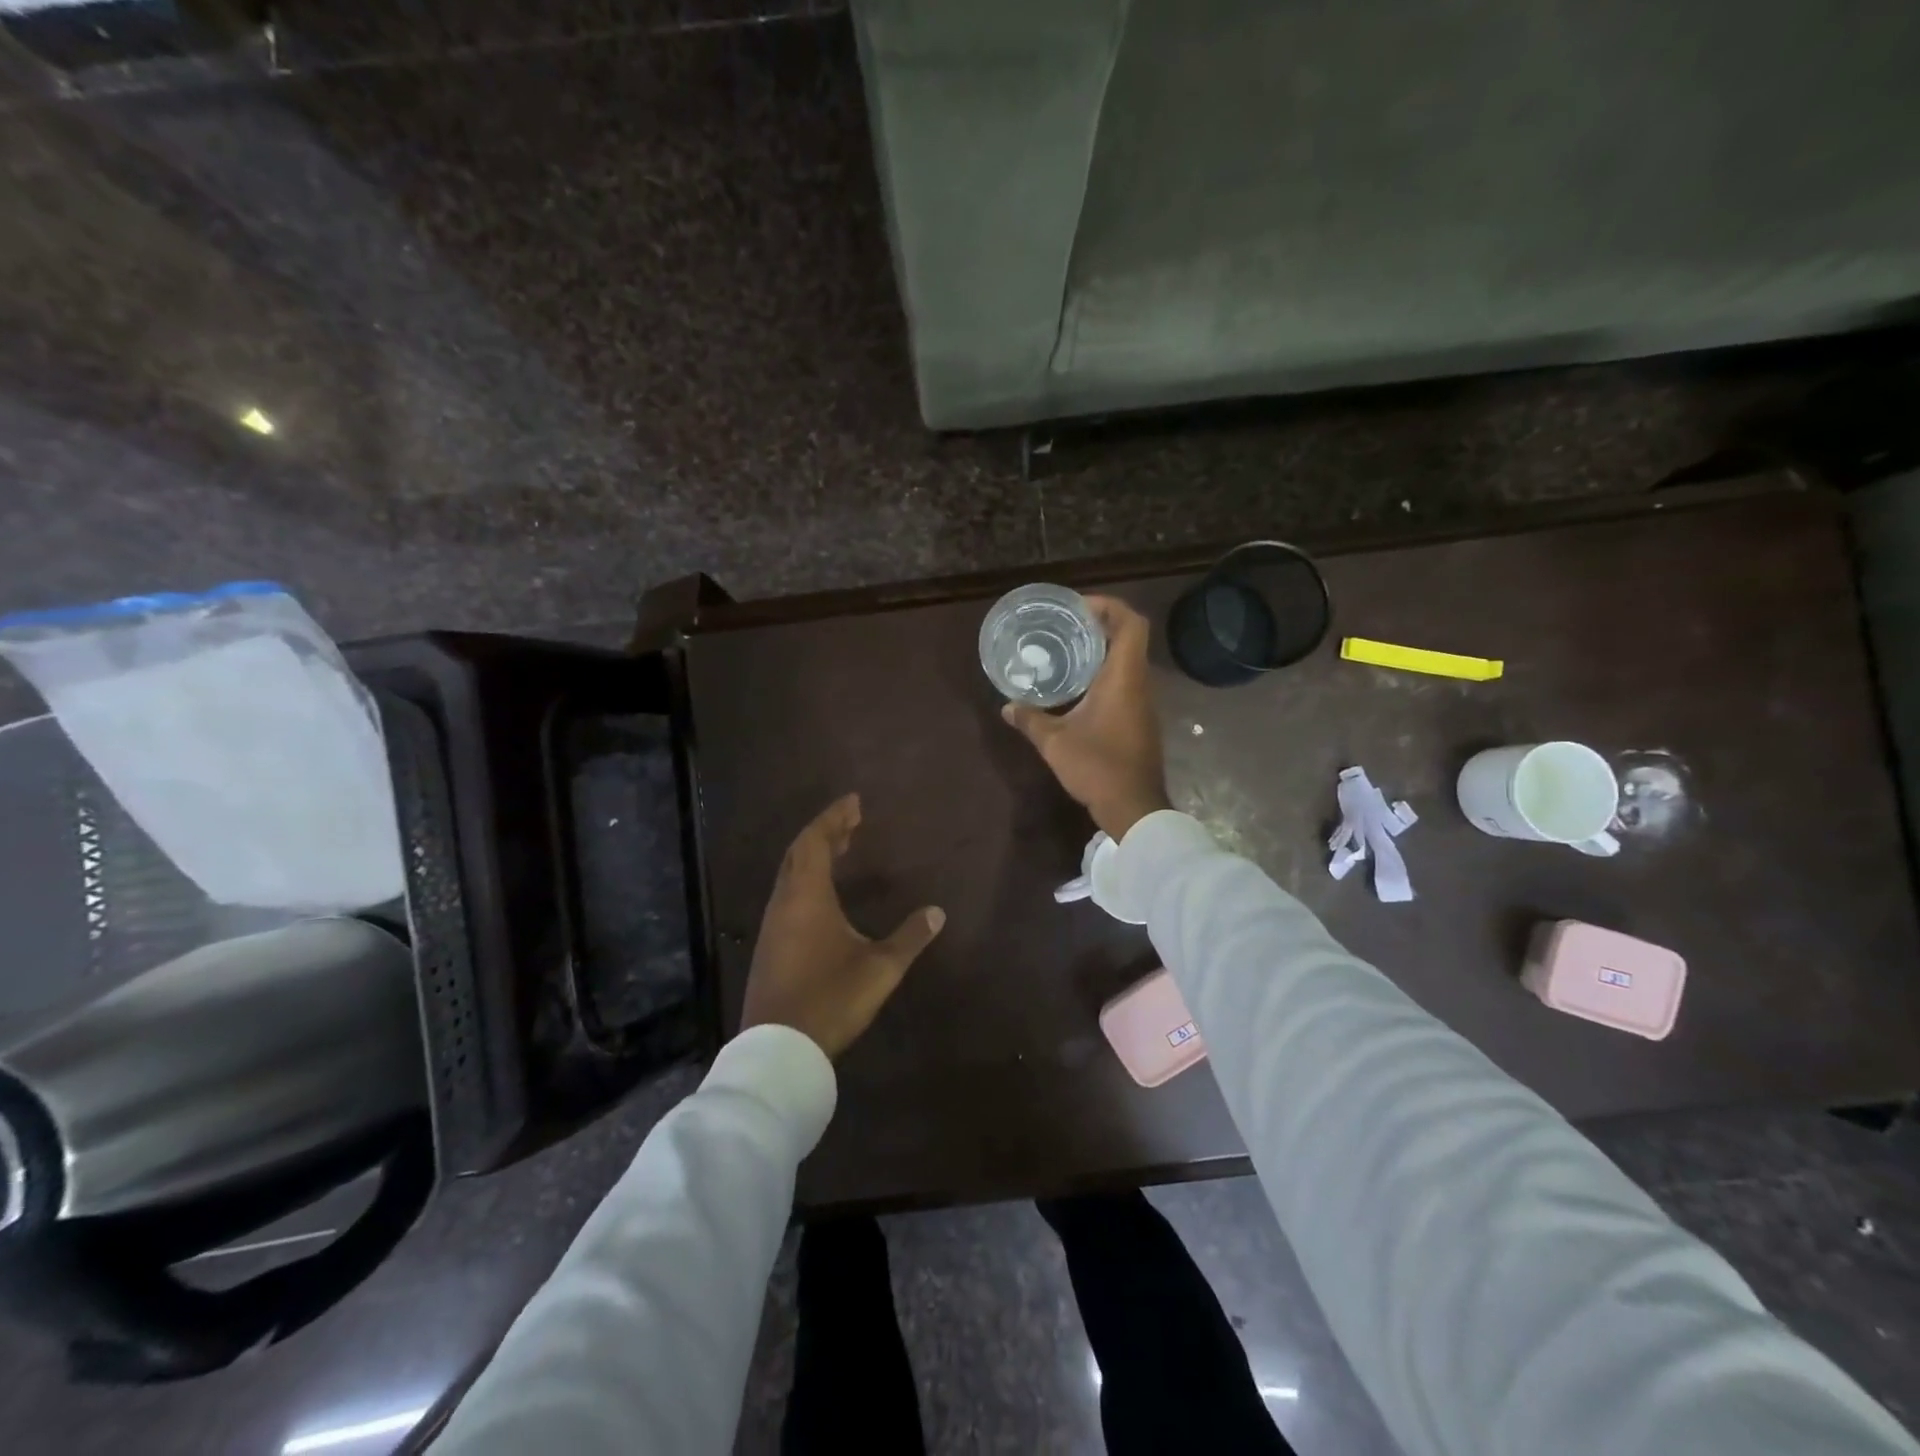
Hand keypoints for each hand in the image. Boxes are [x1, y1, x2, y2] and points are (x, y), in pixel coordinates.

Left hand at [741, 794, 945, 1058]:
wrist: (779, 1050)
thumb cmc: (831, 998)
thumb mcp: (880, 967)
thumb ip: (910, 937)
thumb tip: (937, 912)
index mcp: (807, 896)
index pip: (817, 841)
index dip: (834, 817)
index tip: (854, 801)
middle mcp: (785, 902)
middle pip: (800, 852)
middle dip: (825, 831)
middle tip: (852, 822)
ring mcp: (773, 925)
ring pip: (791, 874)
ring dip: (814, 855)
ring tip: (841, 849)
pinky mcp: (770, 946)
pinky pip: (788, 895)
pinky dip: (806, 879)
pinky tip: (823, 895)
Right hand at [1002, 595, 1170, 840]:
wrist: (1134, 807)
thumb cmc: (1097, 766)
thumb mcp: (1055, 742)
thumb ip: (1030, 719)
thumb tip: (1007, 706)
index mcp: (1123, 677)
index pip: (1131, 624)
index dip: (1110, 606)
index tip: (1079, 607)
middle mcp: (1139, 683)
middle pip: (1130, 637)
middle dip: (1101, 625)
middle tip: (1066, 626)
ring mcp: (1143, 702)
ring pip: (1129, 661)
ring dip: (1103, 650)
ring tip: (1068, 650)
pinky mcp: (1140, 719)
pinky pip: (1126, 682)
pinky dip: (1106, 673)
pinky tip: (1079, 687)